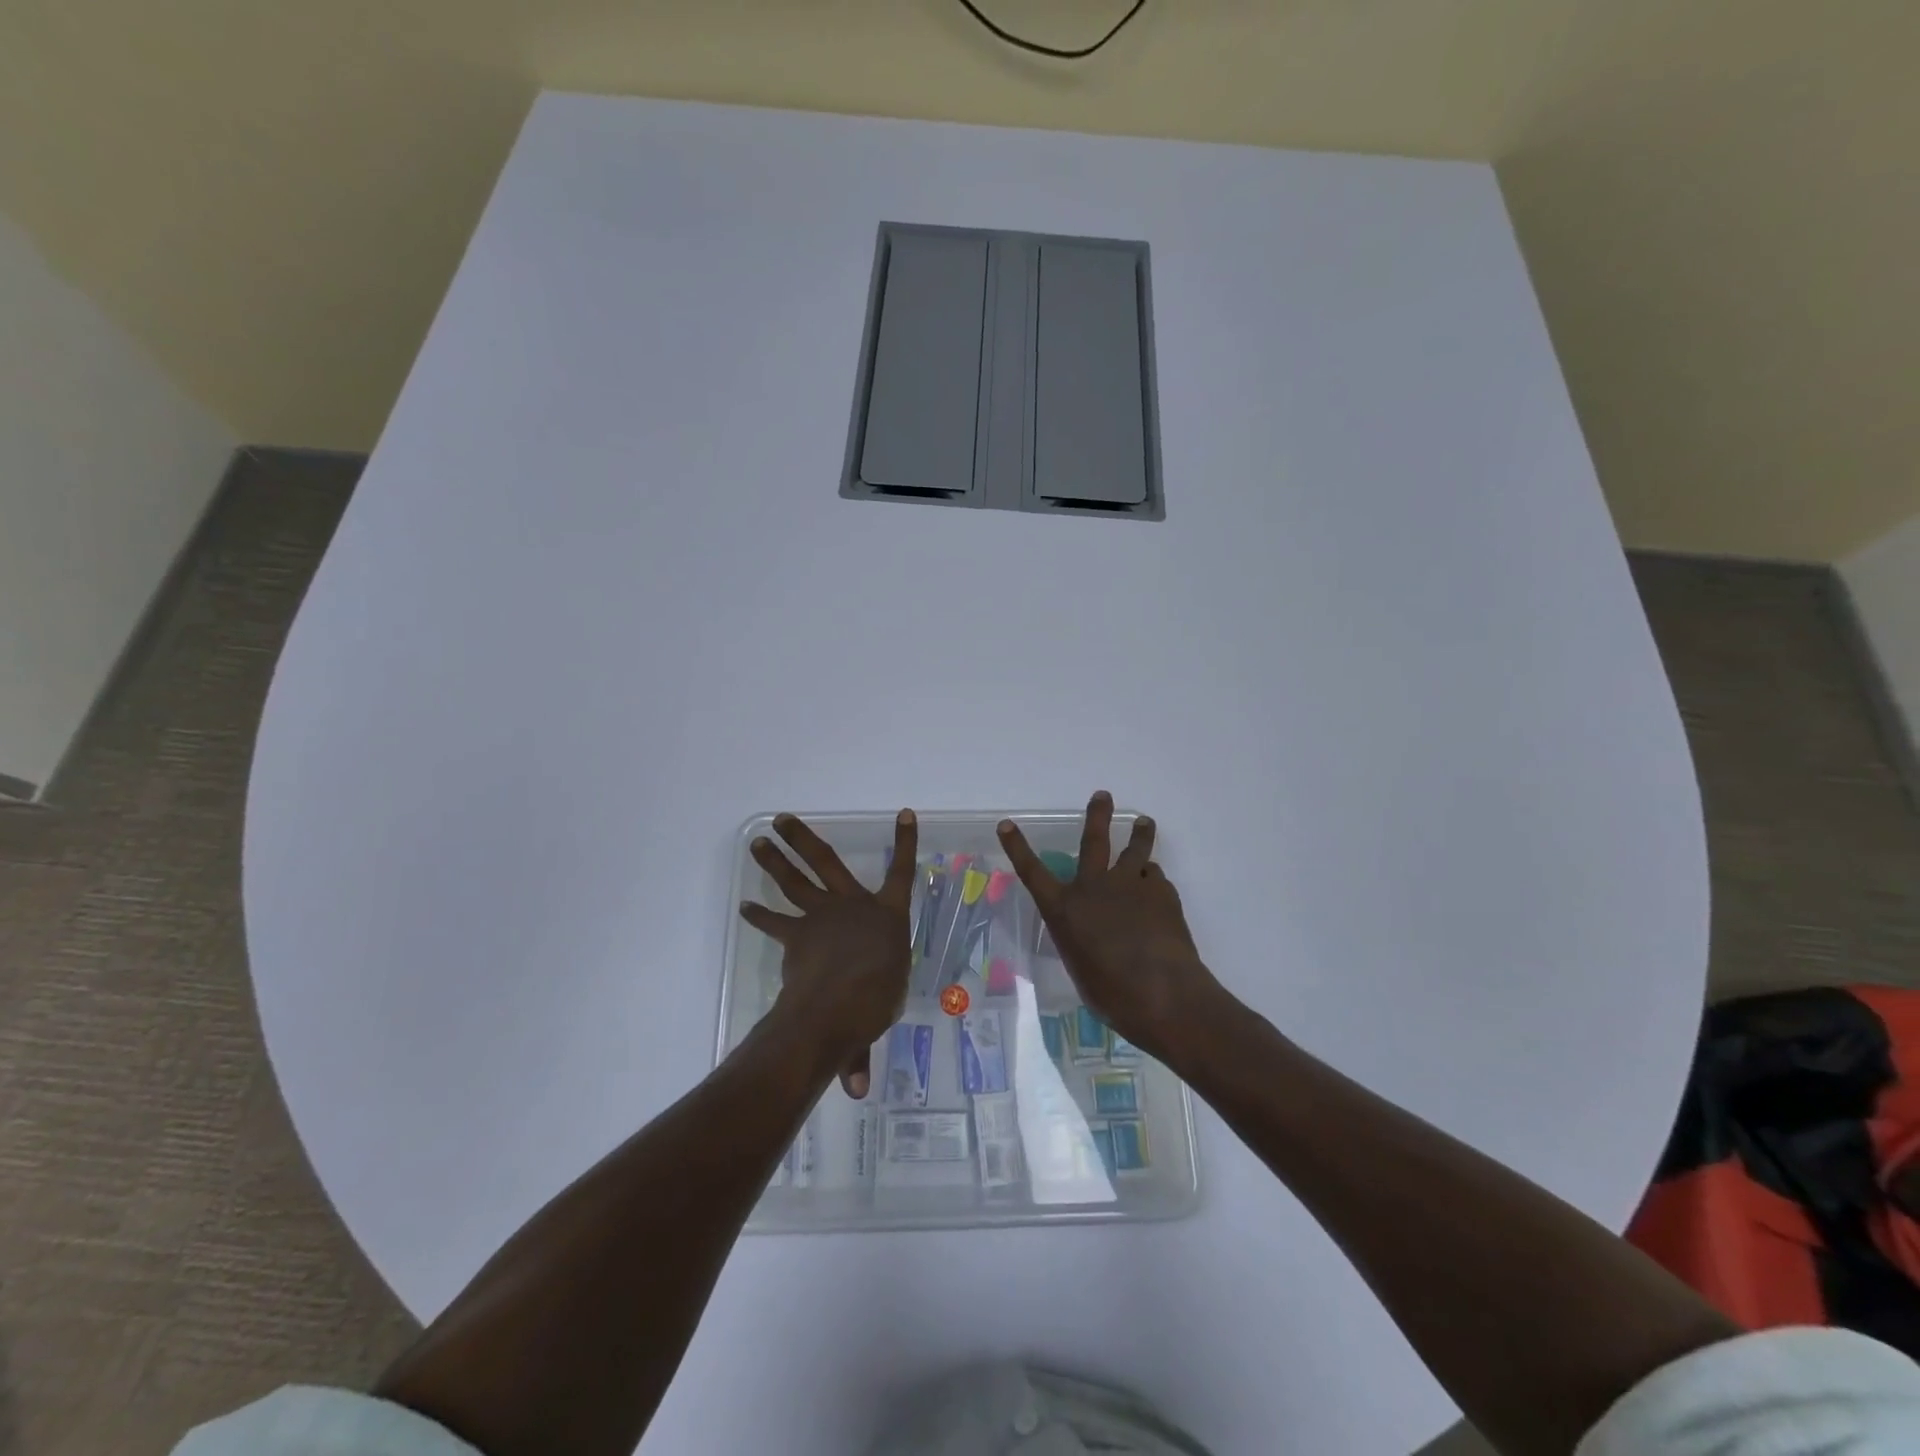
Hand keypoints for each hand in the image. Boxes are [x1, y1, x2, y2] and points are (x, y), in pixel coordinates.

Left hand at [739, 809, 916, 1097]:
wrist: (836, 1004)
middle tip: (783, 817)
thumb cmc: (876, 1001)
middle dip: (805, 839)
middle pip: (826, 862)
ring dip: (775, 860)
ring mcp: (822, 916)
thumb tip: (855, 1090)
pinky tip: (745, 906)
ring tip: (758, 841)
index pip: (903, 872)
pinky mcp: (796, 934)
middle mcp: (854, 905)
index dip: (906, 843)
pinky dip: (760, 914)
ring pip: (795, 881)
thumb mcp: (879, 1015)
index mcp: (887, 915)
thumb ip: (861, 1044)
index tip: (906, 814)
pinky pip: (776, 921)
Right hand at [998, 791, 1226, 1062]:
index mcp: (1065, 910)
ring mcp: (1130, 885)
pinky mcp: (1162, 893)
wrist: (1162, 992)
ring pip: (1135, 850)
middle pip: (1093, 841)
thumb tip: (1094, 936)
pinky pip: (1155, 879)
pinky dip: (1153, 883)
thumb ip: (1083, 943)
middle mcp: (1094, 887)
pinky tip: (1158, 895)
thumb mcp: (1081, 968)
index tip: (1006, 824)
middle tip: (1102, 795)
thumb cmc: (1111, 994)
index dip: (1016, 847)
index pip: (1032, 872)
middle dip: (1096, 815)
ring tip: (1144, 822)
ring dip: (1139, 834)